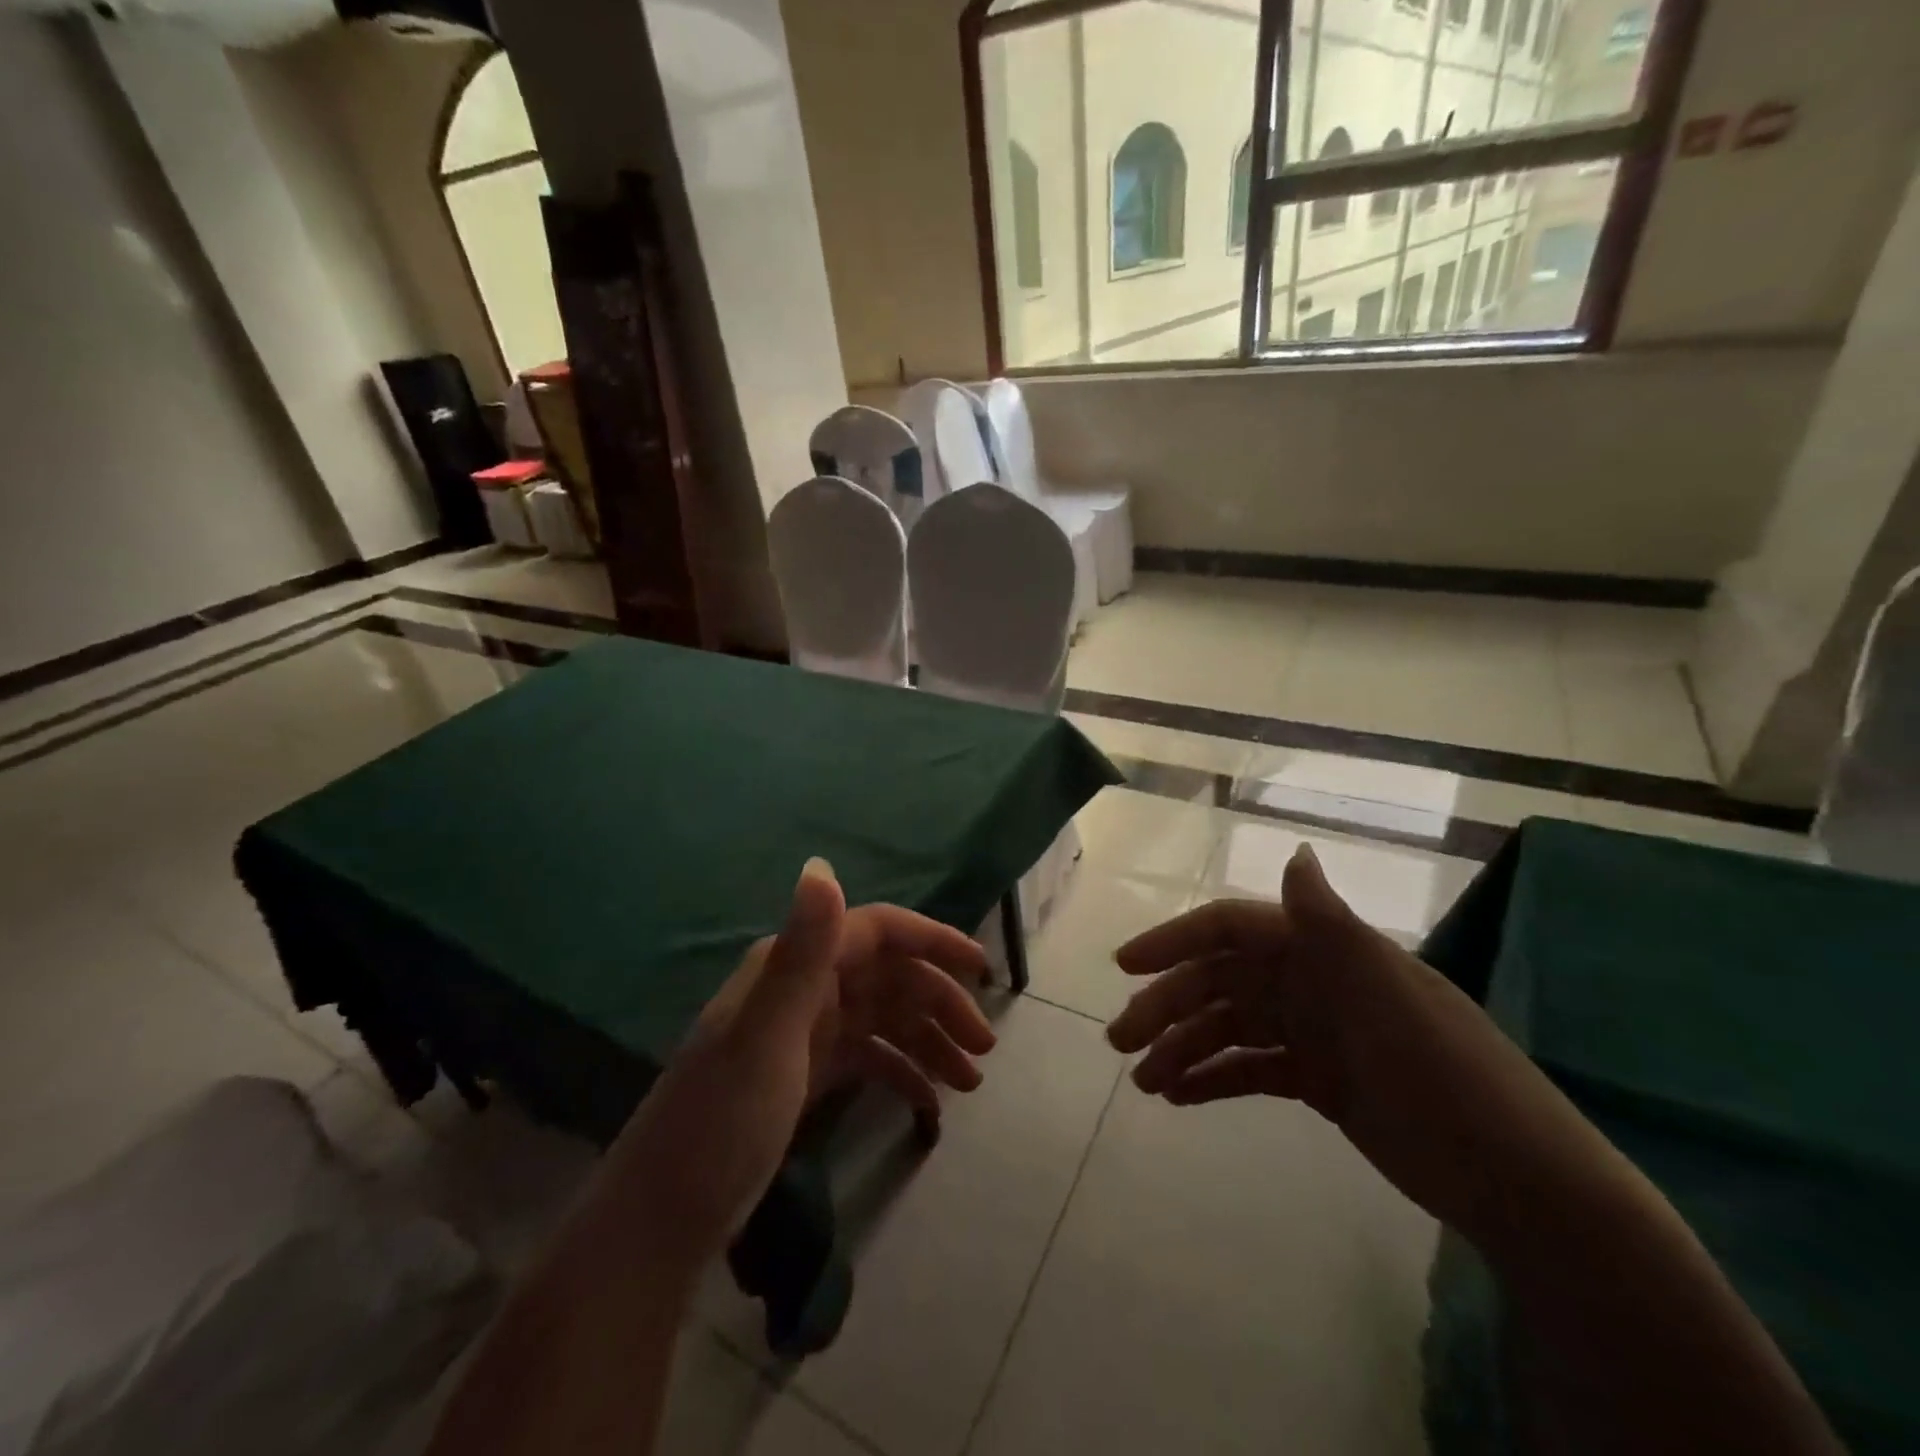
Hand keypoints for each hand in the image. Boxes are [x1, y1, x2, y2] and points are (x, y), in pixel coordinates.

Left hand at [607, 859, 994, 1273]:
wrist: (662, 1219)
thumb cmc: (721, 1121)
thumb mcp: (766, 1035)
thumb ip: (802, 950)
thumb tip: (821, 862)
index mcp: (795, 965)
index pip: (878, 930)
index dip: (933, 941)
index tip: (982, 969)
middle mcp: (803, 987)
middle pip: (889, 977)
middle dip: (940, 1004)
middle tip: (984, 1046)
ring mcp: (805, 1032)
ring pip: (884, 1018)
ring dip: (929, 1040)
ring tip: (971, 1082)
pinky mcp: (806, 1073)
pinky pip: (869, 1057)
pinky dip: (902, 1072)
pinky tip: (930, 1103)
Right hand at [1108, 844, 1626, 1244]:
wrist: (1519, 1183)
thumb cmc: (1445, 1074)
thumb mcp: (1387, 994)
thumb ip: (1331, 925)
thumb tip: (1297, 851)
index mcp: (1321, 951)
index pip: (1231, 929)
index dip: (1175, 940)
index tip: (1125, 965)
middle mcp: (1310, 982)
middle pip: (1219, 983)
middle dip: (1165, 1007)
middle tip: (1120, 1043)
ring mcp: (1312, 1032)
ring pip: (1228, 1029)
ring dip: (1182, 1048)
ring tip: (1144, 1082)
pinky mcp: (1318, 1080)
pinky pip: (1250, 1070)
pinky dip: (1213, 1079)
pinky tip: (1180, 1097)